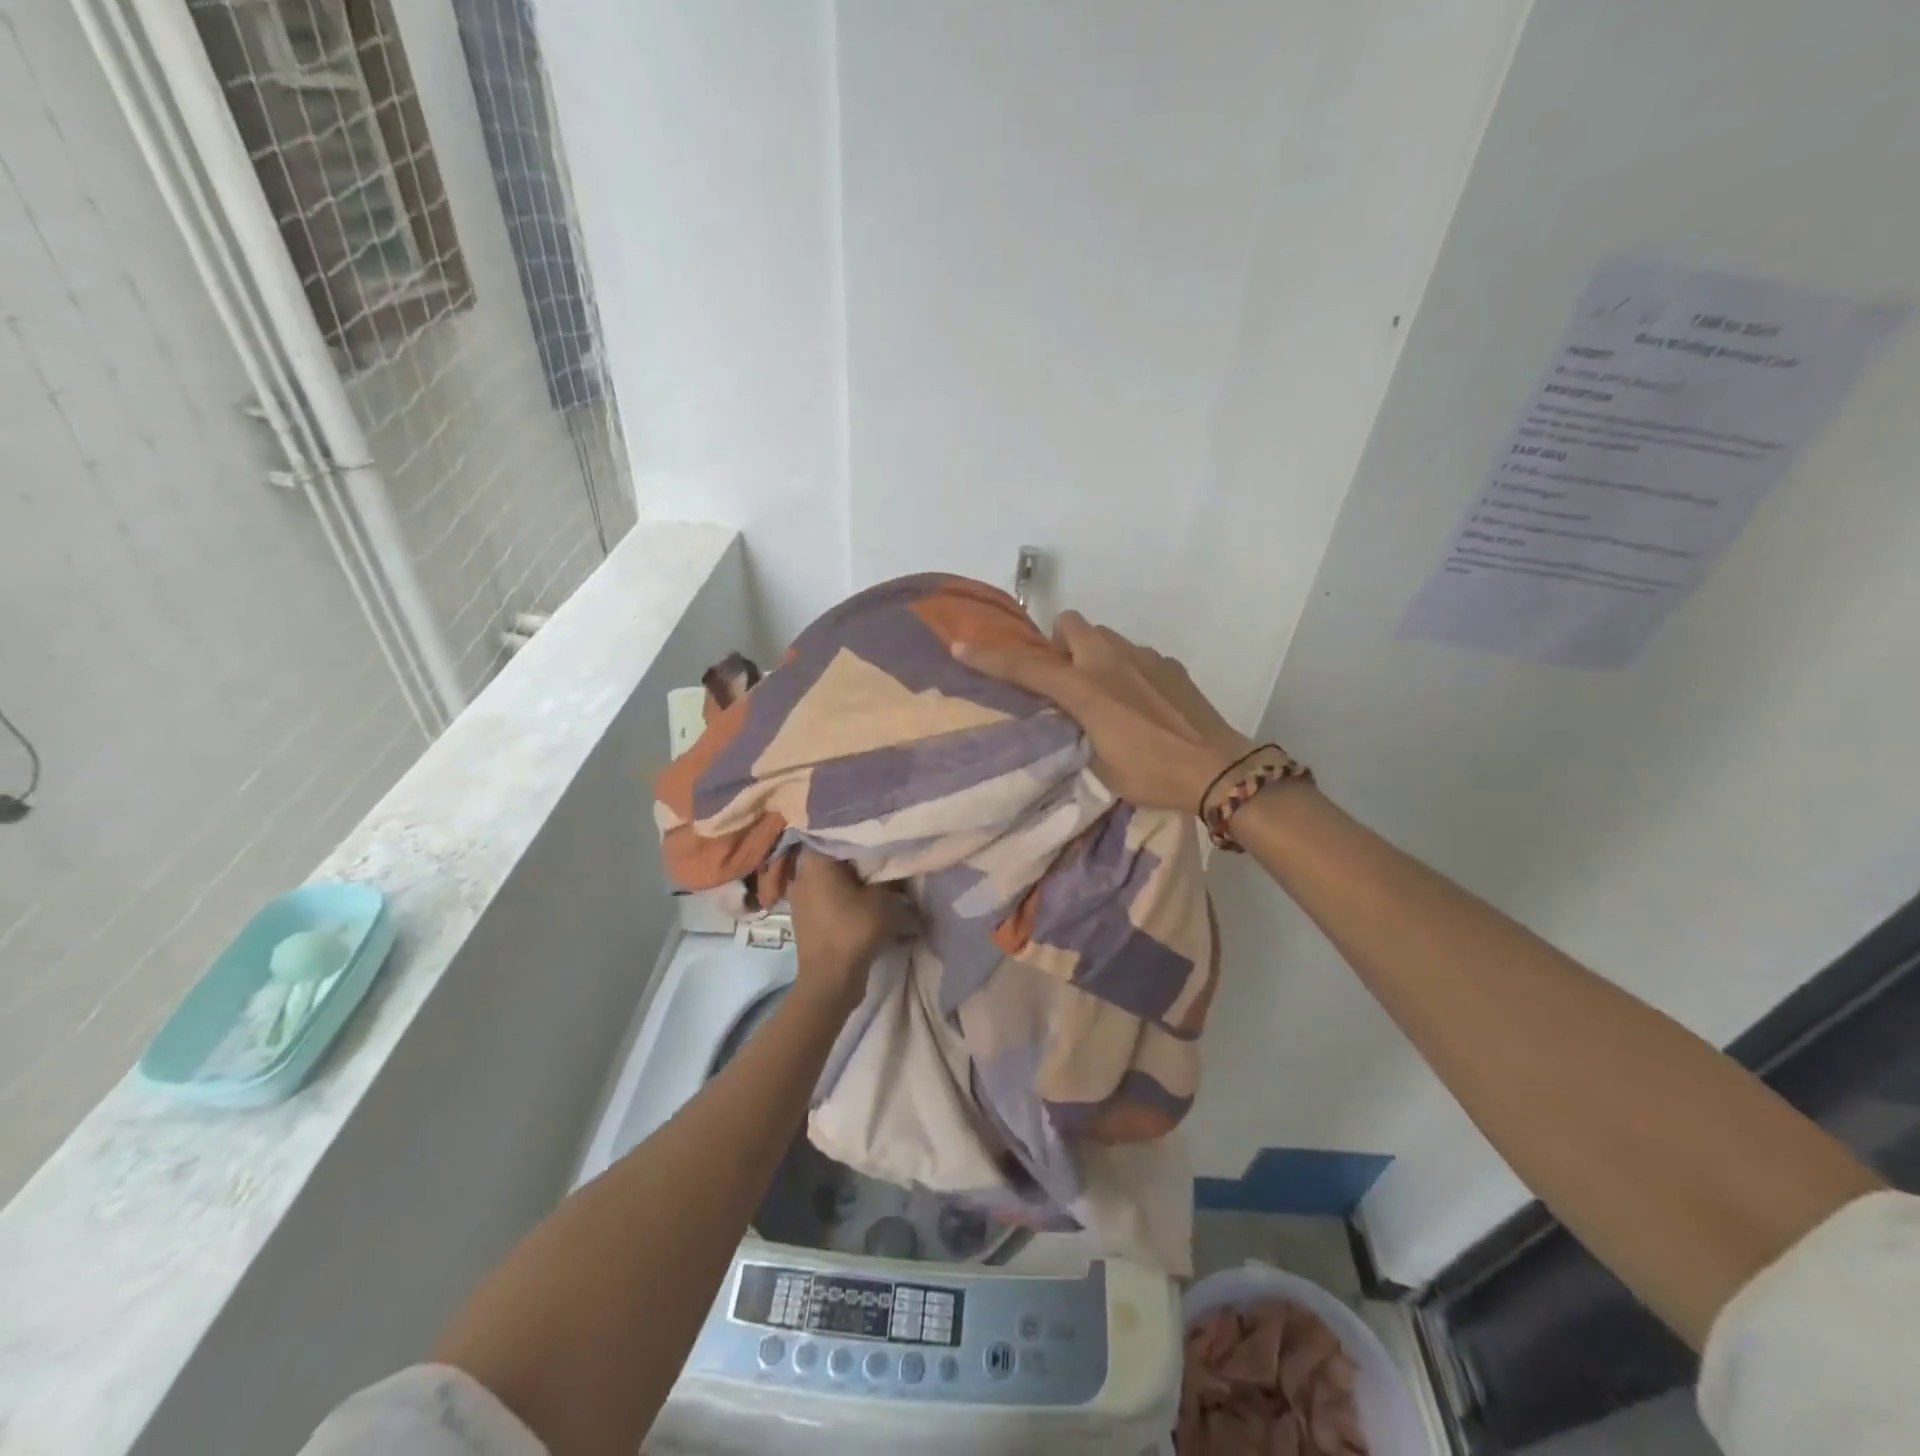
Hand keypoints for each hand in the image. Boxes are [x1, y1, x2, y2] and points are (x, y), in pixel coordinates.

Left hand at [787, 850, 897, 1013]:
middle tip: (888, 859)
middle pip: (837, 859)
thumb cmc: (854, 930)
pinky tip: (869, 907)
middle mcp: (802, 875)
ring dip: (856, 883)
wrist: (830, 980)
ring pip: (835, 881)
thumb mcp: (884, 899)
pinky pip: (831, 901)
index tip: (883, 836)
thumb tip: (897, 871)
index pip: (838, 834)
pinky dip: (849, 902)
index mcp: (815, 861)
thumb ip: (891, 879)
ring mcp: (802, 900)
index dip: (862, 834)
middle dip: (861, 861)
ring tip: (883, 884)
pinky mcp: (808, 920)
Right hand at [953, 610, 1252, 813]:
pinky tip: (1138, 701)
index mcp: (1086, 689)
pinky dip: (1125, 668)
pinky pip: (1133, 653)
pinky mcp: (1169, 664)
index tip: (960, 646)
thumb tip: (1066, 718)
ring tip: (1100, 692)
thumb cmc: (1151, 774)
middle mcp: (1110, 661)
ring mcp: (1144, 657)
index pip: (1027, 667)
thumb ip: (1074, 732)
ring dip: (1090, 653)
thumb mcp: (1098, 765)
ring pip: (1103, 636)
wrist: (1217, 768)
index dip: (990, 657)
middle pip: (1070, 624)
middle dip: (1058, 645)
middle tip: (1063, 681)